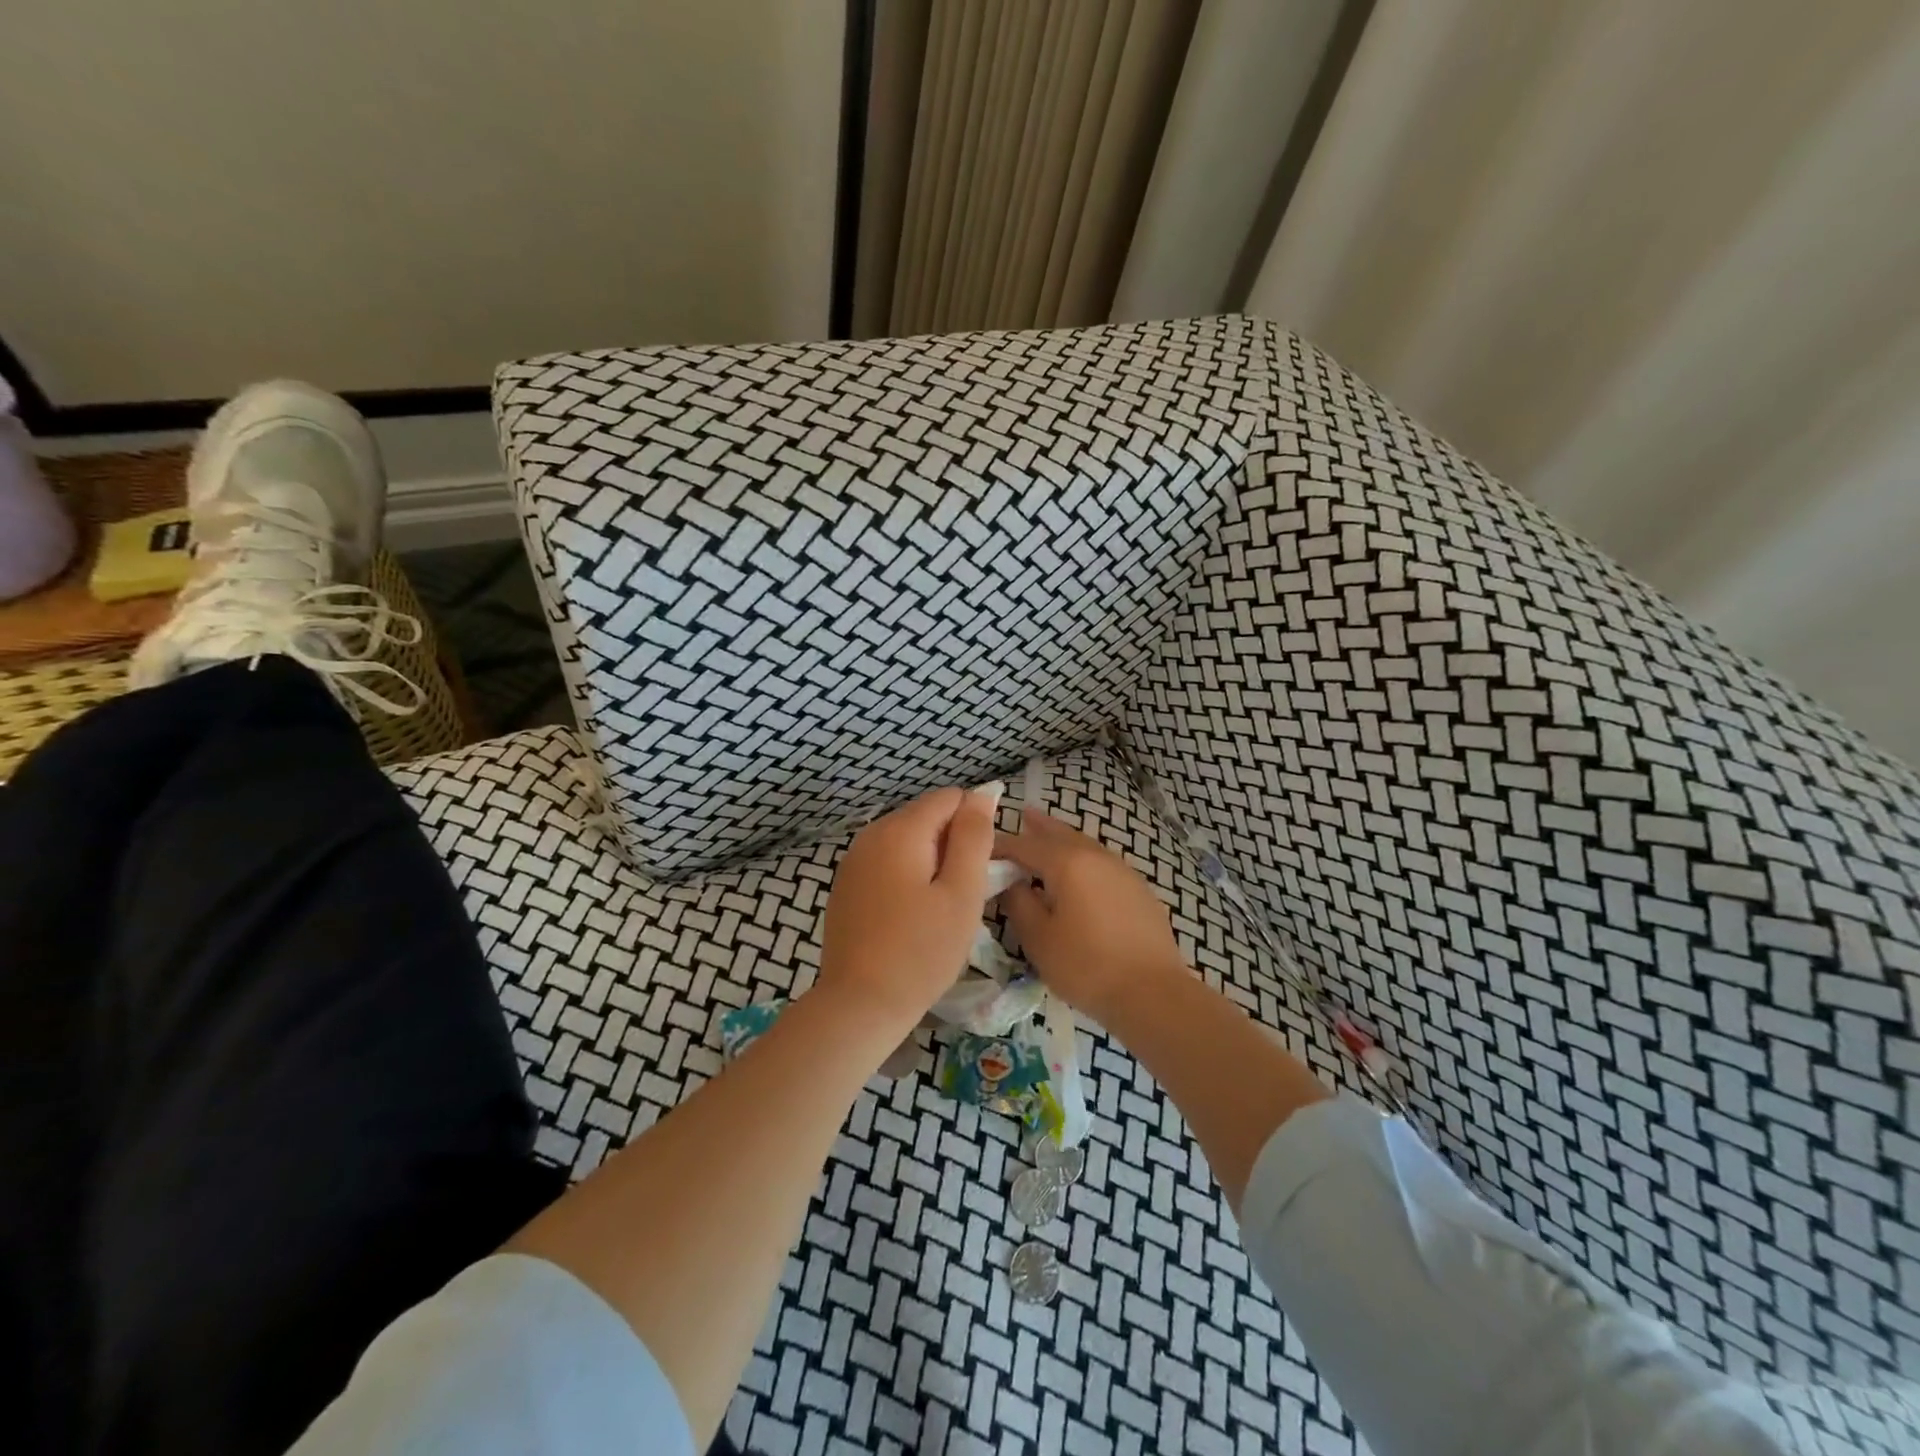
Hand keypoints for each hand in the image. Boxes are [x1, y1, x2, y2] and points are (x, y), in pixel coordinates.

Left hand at [817, 786, 998, 1033]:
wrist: (860, 1004)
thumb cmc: (921, 950)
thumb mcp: (962, 892)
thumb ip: (974, 837)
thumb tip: (983, 793)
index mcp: (900, 830)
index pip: (950, 798)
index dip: (974, 825)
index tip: (982, 869)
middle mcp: (871, 834)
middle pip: (926, 818)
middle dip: (952, 845)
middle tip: (963, 895)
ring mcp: (853, 861)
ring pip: (907, 842)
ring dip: (931, 863)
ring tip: (939, 910)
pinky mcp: (846, 886)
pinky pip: (887, 864)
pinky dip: (906, 878)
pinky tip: (911, 917)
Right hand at [995, 812, 1188, 1026]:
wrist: (1153, 993)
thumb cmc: (1086, 966)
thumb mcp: (1039, 939)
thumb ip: (1019, 904)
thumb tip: (1011, 883)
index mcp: (1067, 862)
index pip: (1024, 844)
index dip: (1001, 845)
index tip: (982, 848)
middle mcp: (1096, 856)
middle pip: (1060, 834)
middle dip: (1039, 827)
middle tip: (1022, 815)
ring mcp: (1122, 870)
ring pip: (1085, 845)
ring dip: (1063, 840)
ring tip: (1049, 838)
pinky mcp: (1138, 889)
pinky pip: (1102, 862)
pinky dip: (1083, 858)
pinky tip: (1080, 873)